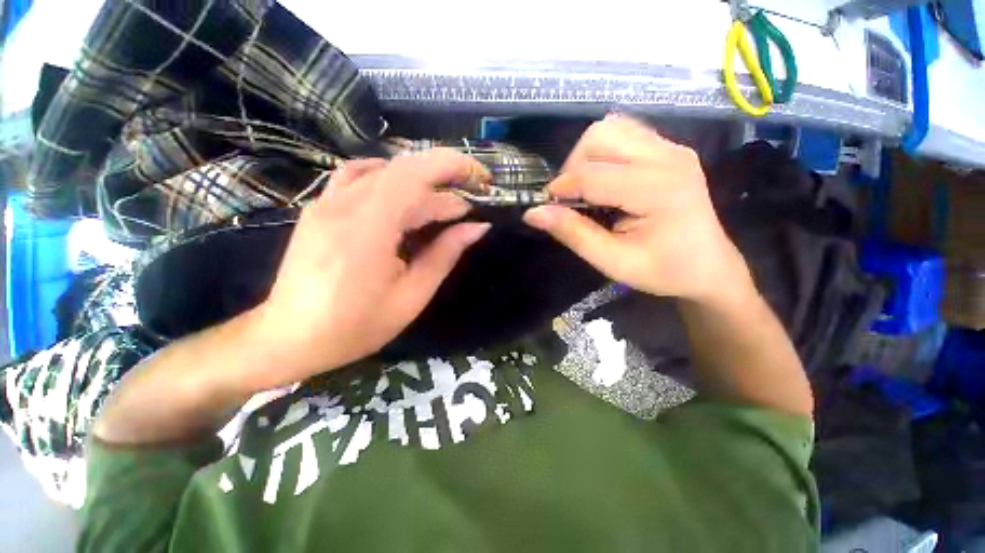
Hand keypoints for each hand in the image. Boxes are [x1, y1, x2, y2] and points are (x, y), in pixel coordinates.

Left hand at [250, 149, 491, 387]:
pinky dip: (389, 179)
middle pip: (402, 172)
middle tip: (468, 203)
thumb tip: (477, 227)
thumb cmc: (356, 326)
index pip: (414, 174)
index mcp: (368, 230)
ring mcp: (326, 203)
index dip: (452, 166)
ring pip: (382, 171)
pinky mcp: (319, 209)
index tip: (481, 179)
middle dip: (443, 178)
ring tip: (441, 205)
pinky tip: (403, 197)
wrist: (290, 338)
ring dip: (419, 181)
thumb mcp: (412, 296)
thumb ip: (445, 254)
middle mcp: (343, 205)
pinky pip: (358, 177)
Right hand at [523, 115, 751, 303]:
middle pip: (600, 137)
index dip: (560, 190)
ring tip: (585, 189)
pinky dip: (603, 153)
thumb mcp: (613, 261)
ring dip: (586, 157)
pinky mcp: (670, 149)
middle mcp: (667, 157)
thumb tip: (533, 213)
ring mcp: (672, 148)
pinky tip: (604, 181)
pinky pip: (625, 134)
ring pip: (610, 129)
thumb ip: (573, 233)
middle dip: (573, 167)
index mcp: (657, 189)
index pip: (592, 175)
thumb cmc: (663, 271)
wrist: (709, 267)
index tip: (546, 208)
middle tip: (570, 200)